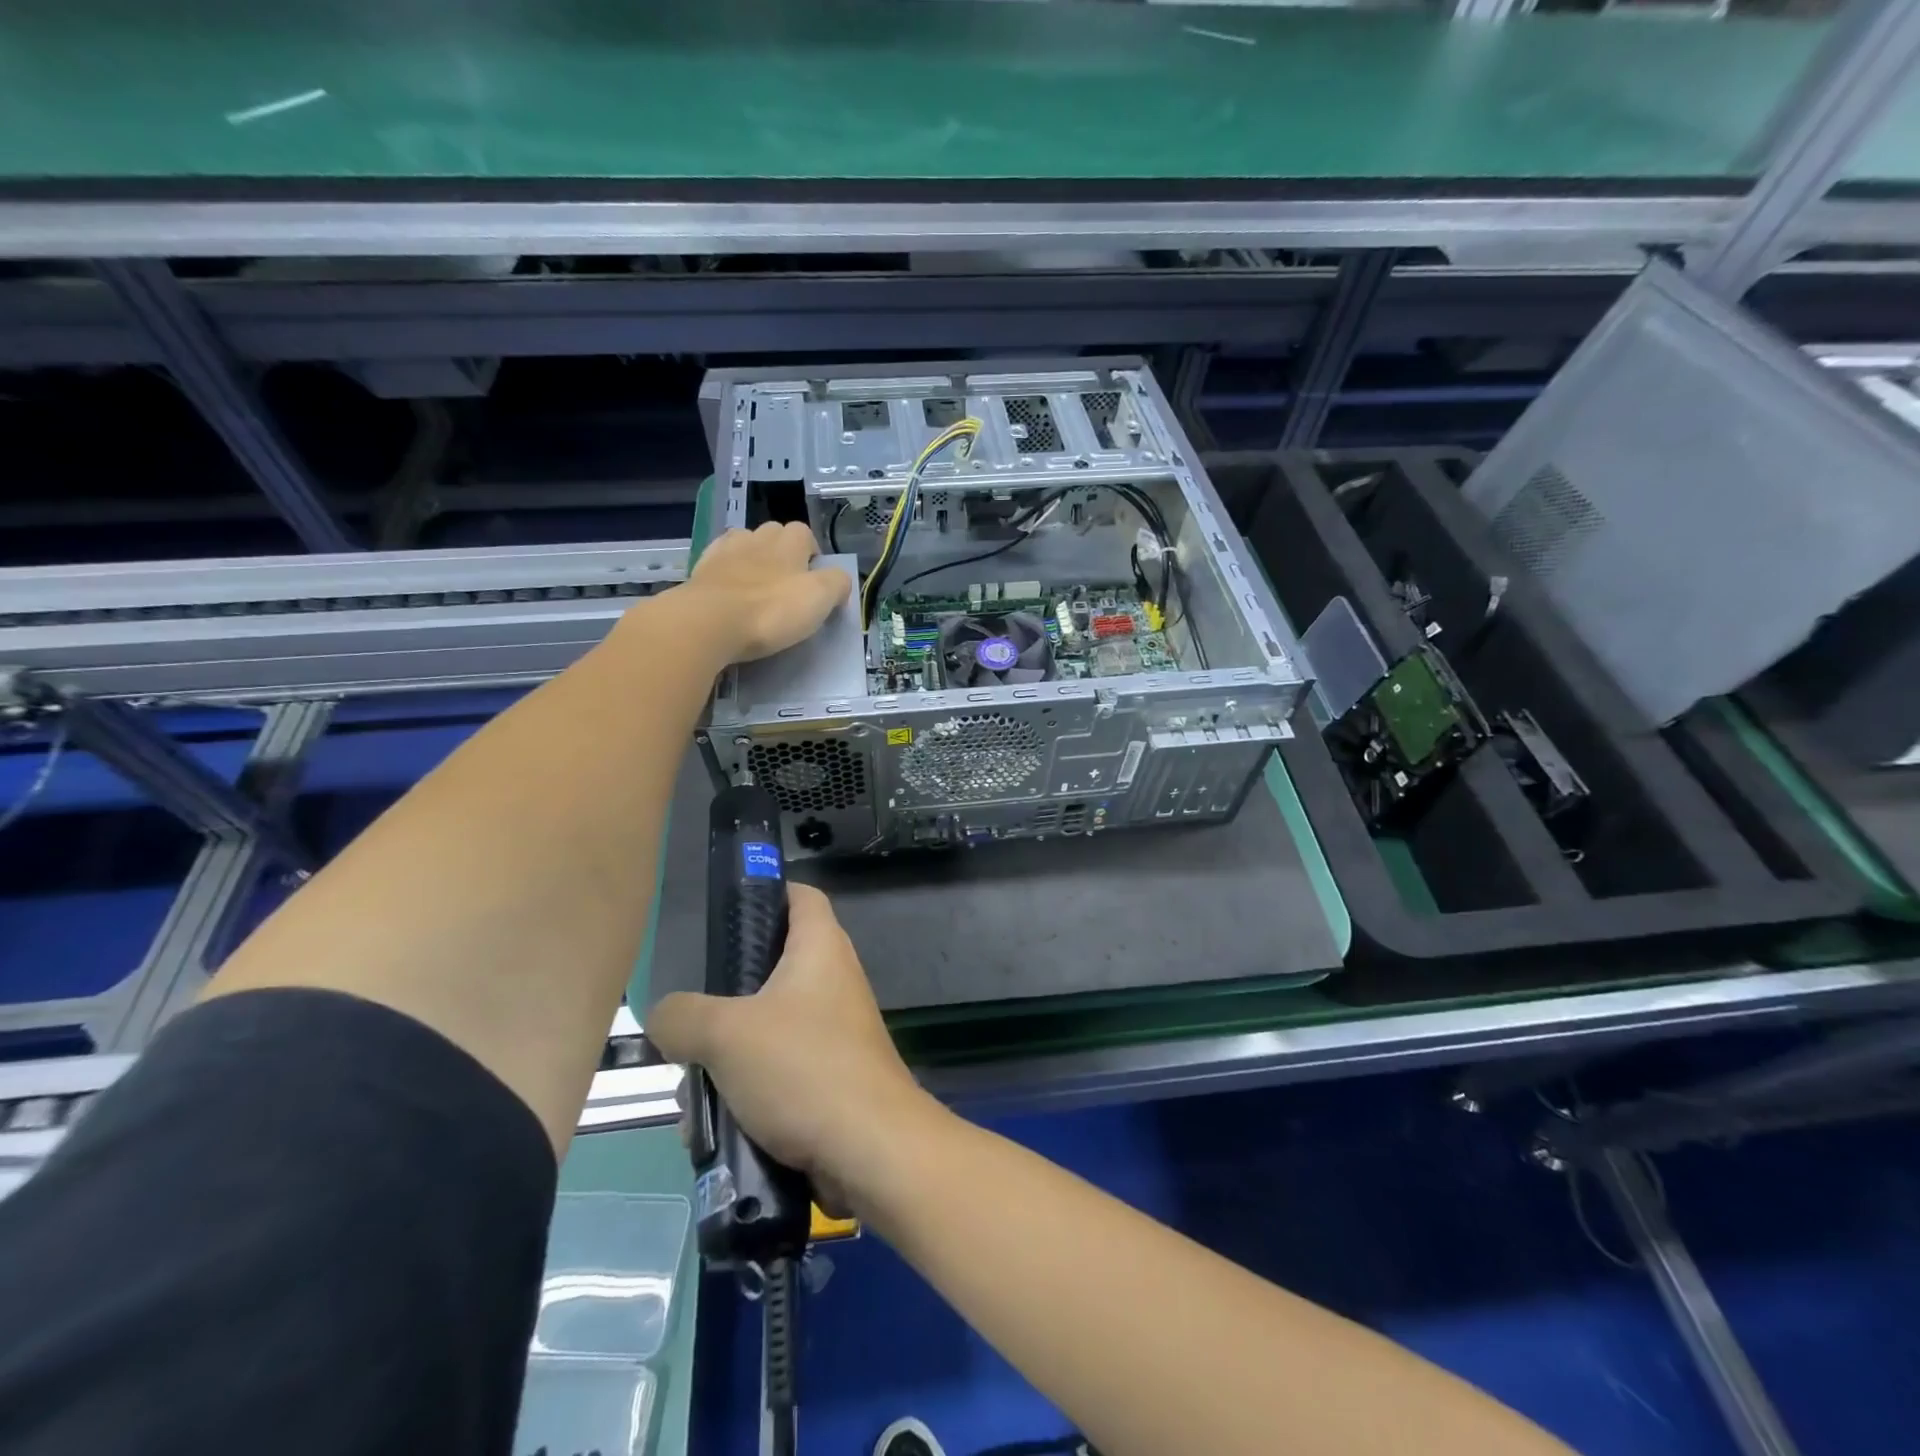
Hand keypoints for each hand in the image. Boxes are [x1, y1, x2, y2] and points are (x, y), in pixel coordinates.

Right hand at [648, 884, 935, 1212]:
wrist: (870, 1149)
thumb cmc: (803, 1068)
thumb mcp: (725, 1034)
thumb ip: (682, 1016)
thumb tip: (666, 1016)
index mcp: (820, 948)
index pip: (800, 896)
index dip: (766, 893)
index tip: (725, 917)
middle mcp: (833, 981)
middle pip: (770, 970)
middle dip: (722, 1004)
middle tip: (689, 1030)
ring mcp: (835, 1031)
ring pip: (765, 1030)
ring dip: (725, 1060)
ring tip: (694, 1096)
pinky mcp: (832, 1076)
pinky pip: (779, 1071)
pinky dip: (747, 1093)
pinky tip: (715, 1130)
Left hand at [674, 521, 852, 663]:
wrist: (711, 621)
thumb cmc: (772, 610)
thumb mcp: (820, 598)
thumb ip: (837, 583)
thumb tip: (839, 580)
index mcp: (789, 542)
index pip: (806, 534)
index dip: (812, 553)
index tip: (814, 579)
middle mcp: (757, 537)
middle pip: (774, 534)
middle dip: (782, 551)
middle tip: (786, 584)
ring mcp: (725, 551)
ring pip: (744, 543)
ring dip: (752, 557)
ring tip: (756, 585)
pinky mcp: (700, 570)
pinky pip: (718, 562)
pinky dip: (726, 571)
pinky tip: (729, 590)